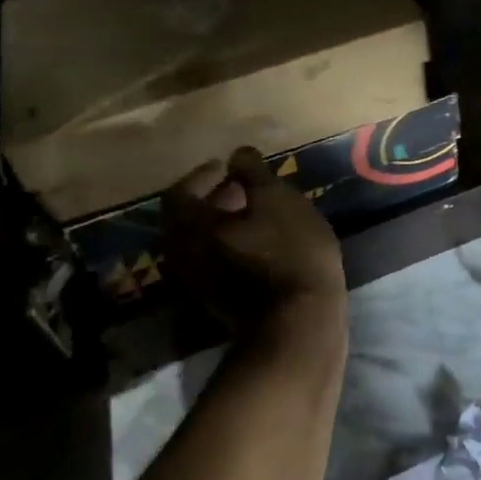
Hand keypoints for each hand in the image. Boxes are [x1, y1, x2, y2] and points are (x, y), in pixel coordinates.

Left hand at [161, 146, 345, 325]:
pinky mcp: (216, 303)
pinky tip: (259, 242)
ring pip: (200, 244)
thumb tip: (238, 154)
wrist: (300, 324)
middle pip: (186, 219)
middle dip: (212, 199)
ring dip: (221, 225)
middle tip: (242, 188)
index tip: (228, 167)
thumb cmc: (289, 252)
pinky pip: (212, 264)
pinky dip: (228, 246)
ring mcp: (196, 284)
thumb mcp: (278, 200)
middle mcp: (182, 255)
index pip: (180, 192)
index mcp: (190, 226)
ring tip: (255, 214)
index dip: (202, 175)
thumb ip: (253, 173)